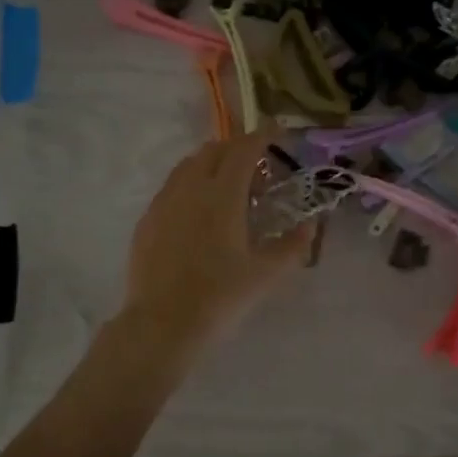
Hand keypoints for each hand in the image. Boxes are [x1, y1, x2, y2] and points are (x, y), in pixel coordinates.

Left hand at [115, 131, 311, 364]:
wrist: (162, 325)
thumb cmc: (219, 297)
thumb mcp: (265, 274)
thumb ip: (292, 245)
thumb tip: (310, 225)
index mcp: (222, 195)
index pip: (244, 150)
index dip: (263, 136)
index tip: (278, 132)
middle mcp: (190, 188)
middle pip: (214, 150)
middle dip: (238, 149)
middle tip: (258, 167)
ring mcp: (163, 202)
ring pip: (188, 165)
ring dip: (212, 164)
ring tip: (229, 187)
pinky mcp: (147, 220)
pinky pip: (172, 187)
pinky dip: (191, 184)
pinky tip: (199, 212)